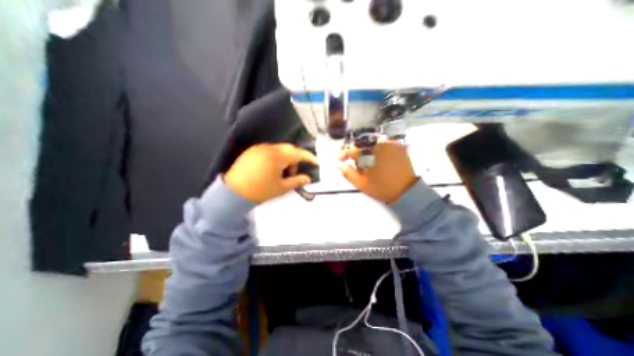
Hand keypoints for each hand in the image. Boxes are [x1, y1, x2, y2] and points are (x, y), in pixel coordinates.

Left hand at [225, 141, 319, 203]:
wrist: (233, 193)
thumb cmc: (261, 191)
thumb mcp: (282, 188)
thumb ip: (297, 181)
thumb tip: (308, 178)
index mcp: (277, 156)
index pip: (298, 153)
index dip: (309, 157)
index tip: (316, 162)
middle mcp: (269, 148)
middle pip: (289, 149)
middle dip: (296, 159)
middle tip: (294, 173)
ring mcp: (259, 148)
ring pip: (279, 149)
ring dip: (285, 158)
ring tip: (281, 173)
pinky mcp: (252, 151)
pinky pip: (269, 151)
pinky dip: (275, 157)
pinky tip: (271, 169)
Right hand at [340, 141, 418, 202]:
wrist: (407, 191)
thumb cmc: (382, 188)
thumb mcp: (362, 183)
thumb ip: (348, 173)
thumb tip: (338, 164)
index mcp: (371, 153)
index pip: (352, 149)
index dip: (344, 154)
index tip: (339, 160)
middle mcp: (381, 144)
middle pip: (362, 145)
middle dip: (356, 154)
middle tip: (355, 164)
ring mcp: (391, 144)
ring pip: (372, 144)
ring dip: (366, 153)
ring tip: (367, 165)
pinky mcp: (398, 147)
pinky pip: (382, 145)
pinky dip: (376, 152)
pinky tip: (377, 161)